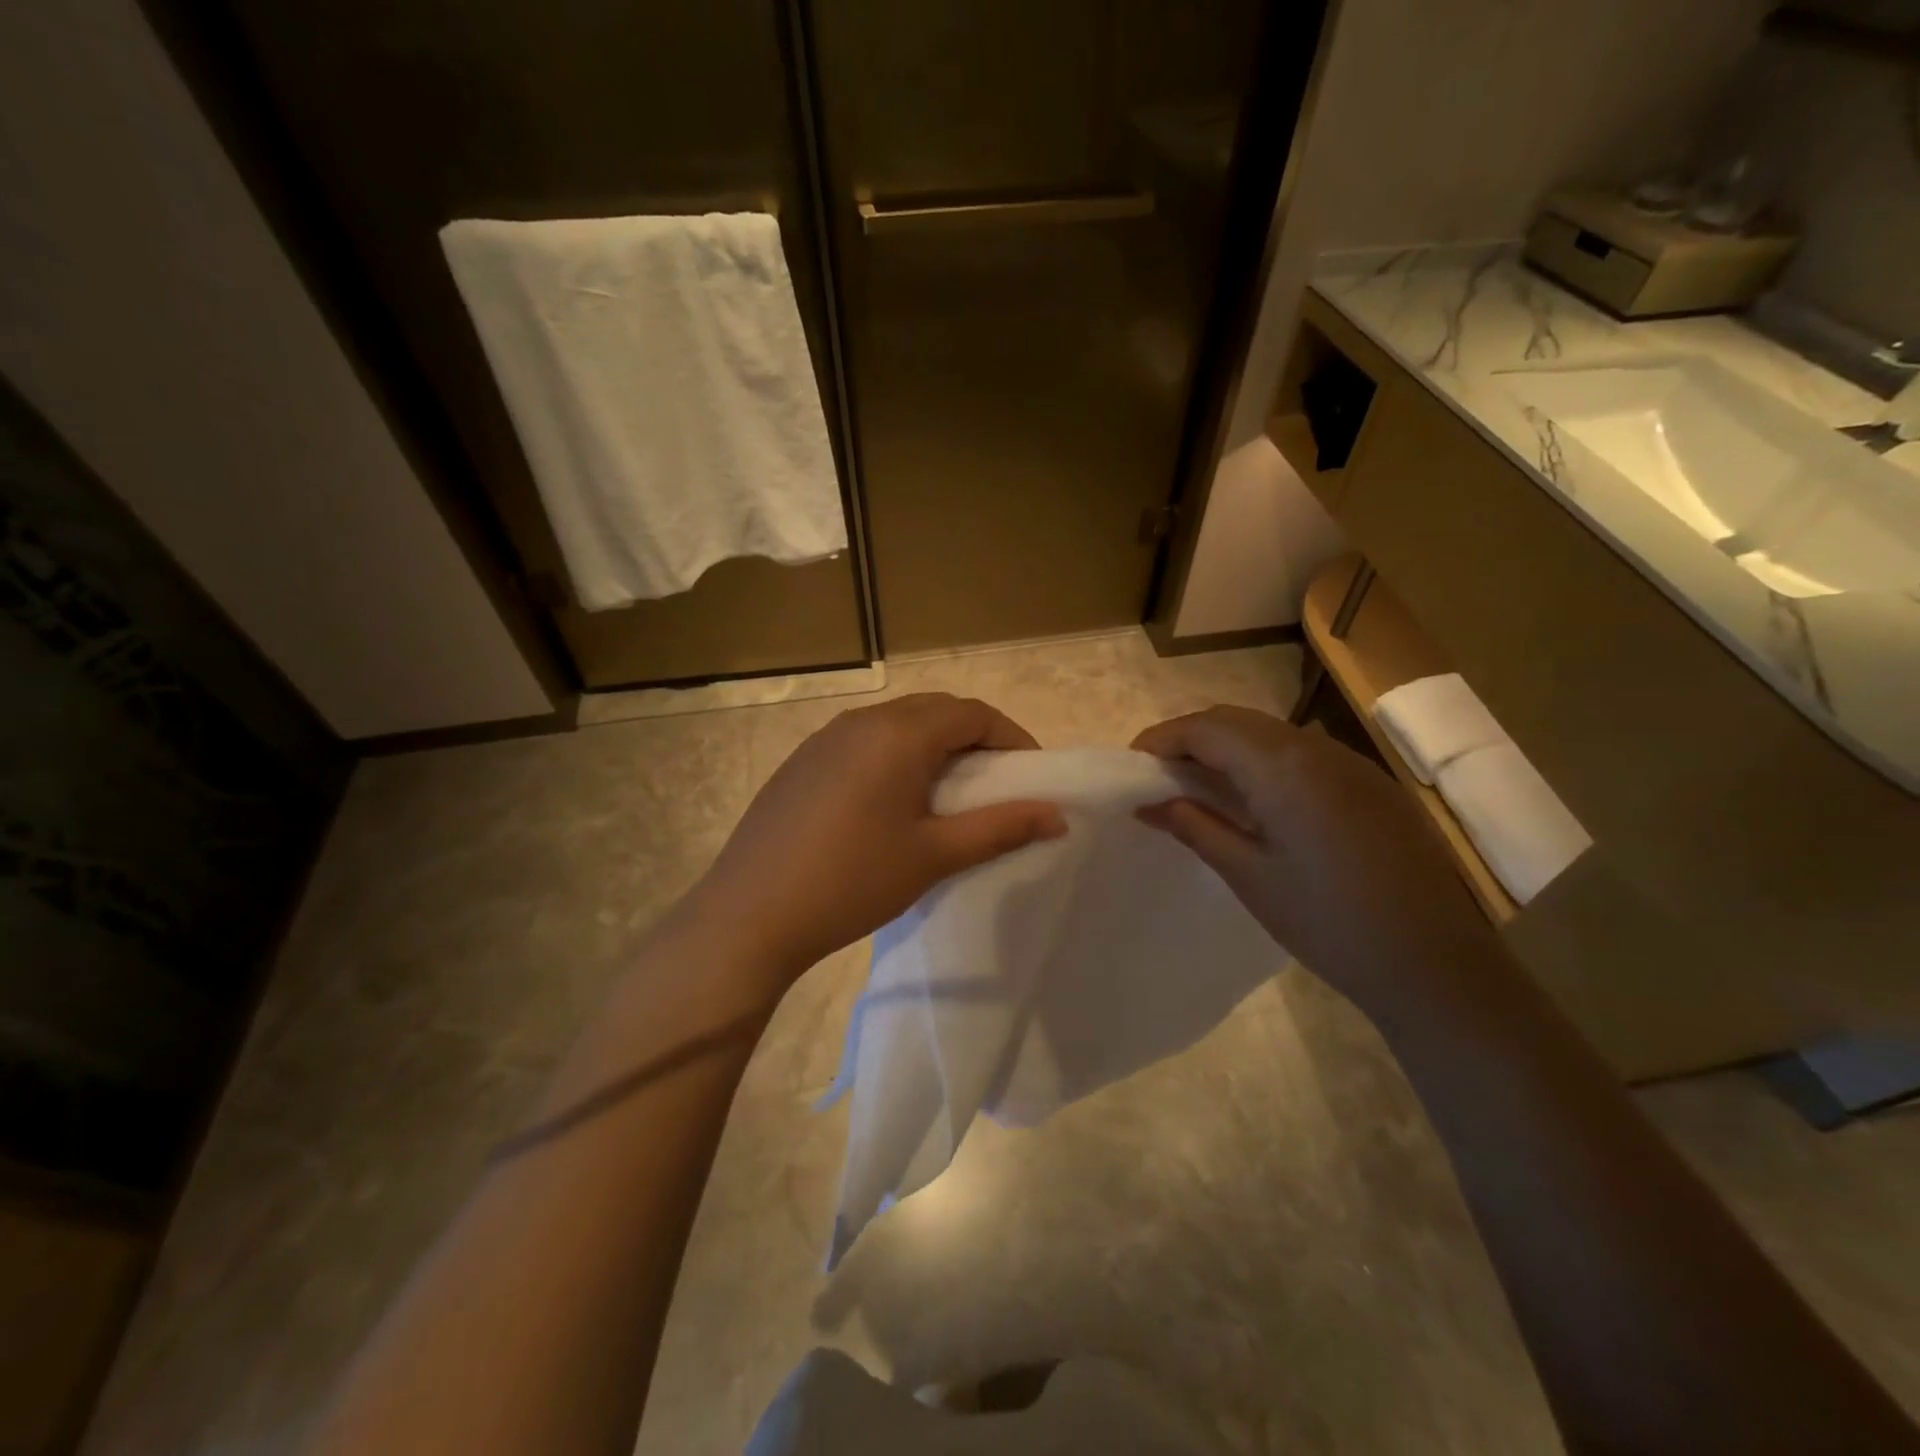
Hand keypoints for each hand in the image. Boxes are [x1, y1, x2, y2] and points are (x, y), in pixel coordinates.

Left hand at [679, 694, 1065, 993]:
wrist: (751, 914)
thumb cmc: (853, 881)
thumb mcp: (934, 855)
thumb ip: (1000, 828)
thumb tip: (1057, 815)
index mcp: (899, 734)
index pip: (972, 713)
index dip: (1011, 737)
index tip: (1030, 774)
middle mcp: (862, 721)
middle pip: (935, 711)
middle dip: (974, 738)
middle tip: (994, 783)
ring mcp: (825, 738)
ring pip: (897, 724)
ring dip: (933, 746)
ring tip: (947, 793)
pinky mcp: (802, 761)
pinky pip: (864, 741)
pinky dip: (895, 756)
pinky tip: (891, 801)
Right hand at [1132, 705, 1503, 1021]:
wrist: (1435, 964)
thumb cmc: (1327, 923)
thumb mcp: (1248, 875)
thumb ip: (1194, 827)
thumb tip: (1148, 803)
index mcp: (1282, 768)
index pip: (1205, 728)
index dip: (1161, 739)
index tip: (1132, 766)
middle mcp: (1316, 748)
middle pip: (1236, 720)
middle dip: (1190, 738)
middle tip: (1159, 776)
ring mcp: (1350, 762)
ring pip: (1270, 733)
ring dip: (1227, 747)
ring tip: (1199, 787)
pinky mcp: (1370, 783)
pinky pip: (1302, 753)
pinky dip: (1263, 761)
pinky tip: (1256, 800)